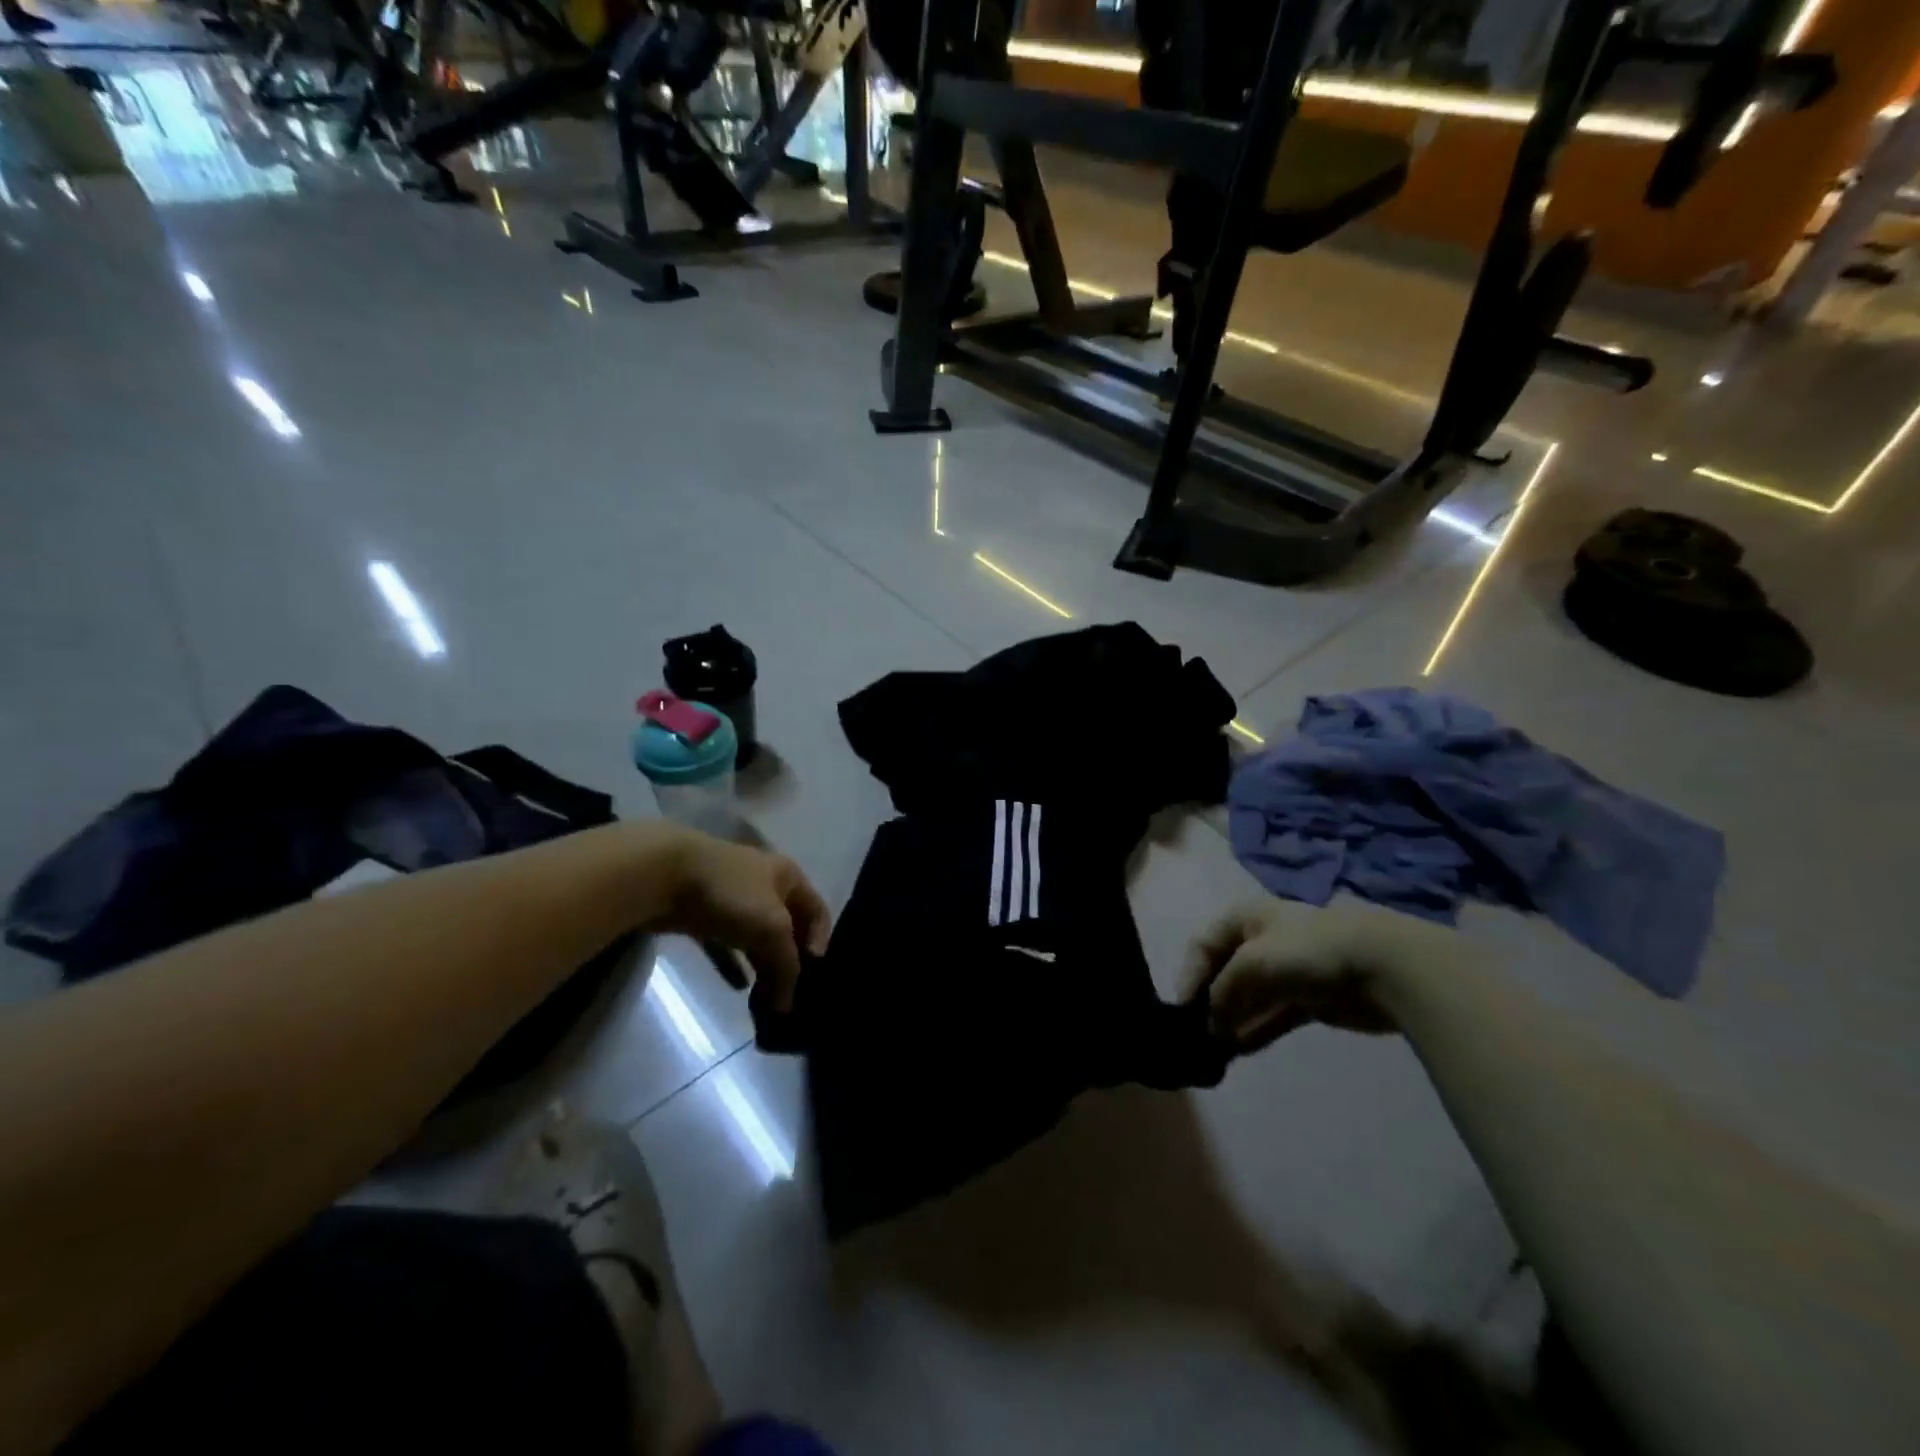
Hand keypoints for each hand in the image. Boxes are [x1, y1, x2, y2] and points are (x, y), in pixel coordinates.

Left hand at [662, 833, 830, 1012]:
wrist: (663, 875)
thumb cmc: (731, 894)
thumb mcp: (772, 930)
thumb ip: (786, 968)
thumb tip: (786, 1006)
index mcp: (788, 877)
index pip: (818, 911)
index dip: (820, 942)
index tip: (812, 974)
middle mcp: (765, 884)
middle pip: (787, 928)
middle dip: (789, 962)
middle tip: (788, 997)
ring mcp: (732, 898)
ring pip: (756, 937)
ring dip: (762, 966)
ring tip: (765, 999)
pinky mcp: (703, 914)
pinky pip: (725, 945)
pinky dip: (733, 965)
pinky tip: (738, 988)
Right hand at [1182, 899, 1424, 1052]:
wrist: (1381, 966)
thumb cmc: (1307, 950)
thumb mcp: (1251, 962)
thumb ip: (1223, 991)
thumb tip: (1210, 1022)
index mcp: (1246, 919)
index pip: (1205, 944)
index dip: (1190, 973)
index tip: (1183, 1007)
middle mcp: (1262, 942)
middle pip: (1225, 973)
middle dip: (1211, 1001)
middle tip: (1197, 1033)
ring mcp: (1287, 972)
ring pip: (1249, 999)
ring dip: (1232, 1021)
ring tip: (1214, 1048)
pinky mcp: (1309, 1001)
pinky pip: (1272, 1016)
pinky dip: (1255, 1031)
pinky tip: (1238, 1051)